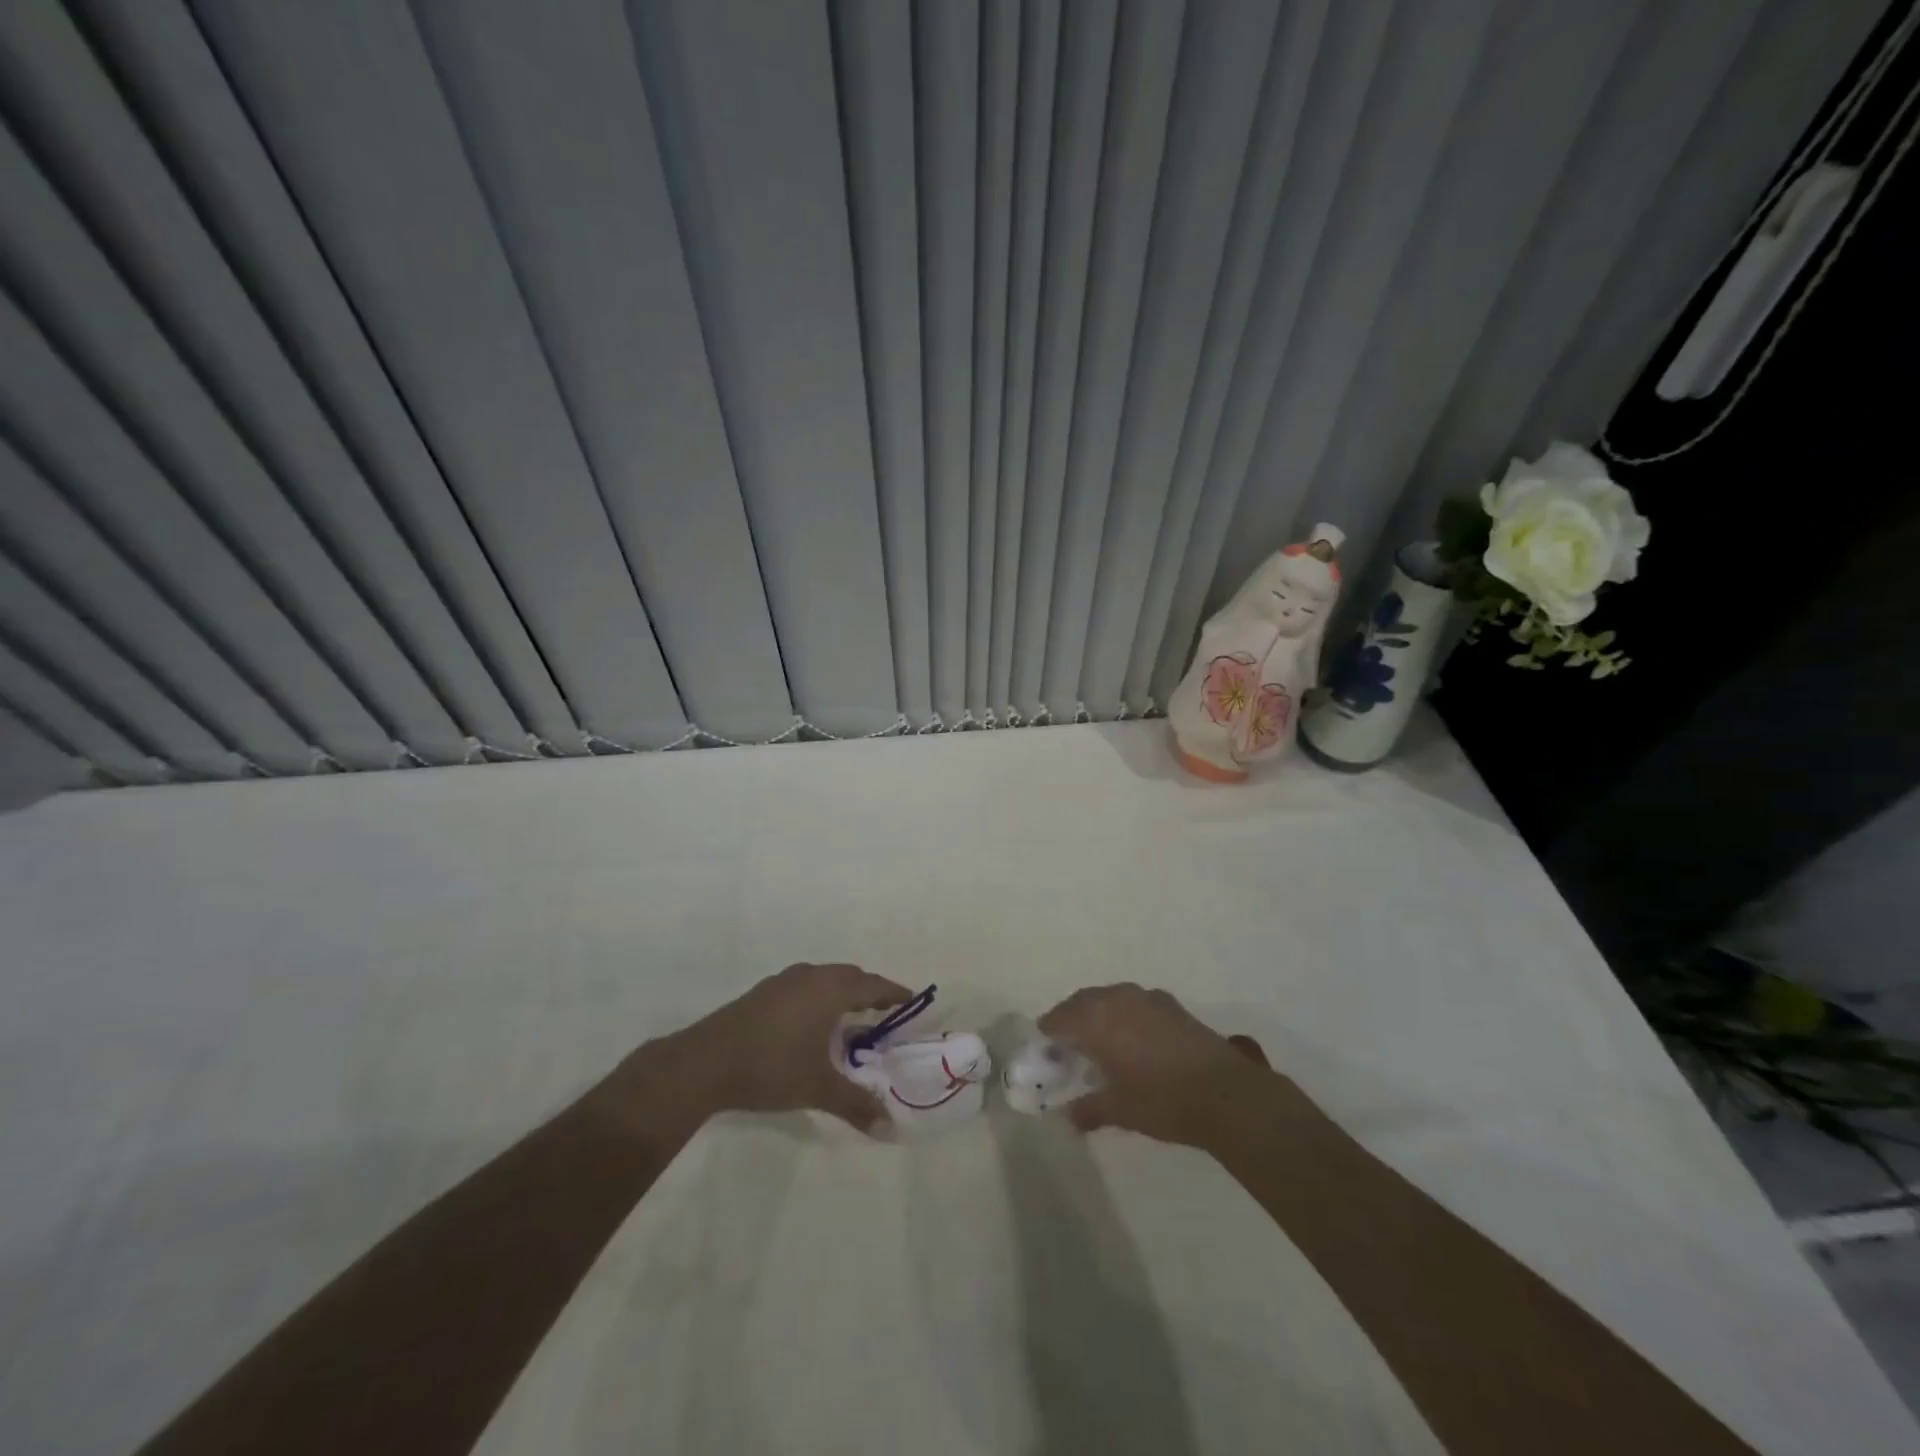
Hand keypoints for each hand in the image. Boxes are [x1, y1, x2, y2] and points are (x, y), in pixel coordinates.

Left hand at [628, 962, 910, 1133]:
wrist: (705, 1062)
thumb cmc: (771, 1067)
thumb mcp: (817, 1088)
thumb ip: (856, 1104)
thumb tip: (890, 1127)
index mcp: (830, 990)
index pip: (872, 985)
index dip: (893, 992)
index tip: (910, 999)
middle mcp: (810, 977)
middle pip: (849, 976)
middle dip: (868, 991)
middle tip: (884, 1011)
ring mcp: (783, 982)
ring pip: (823, 979)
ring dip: (841, 992)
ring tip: (850, 1017)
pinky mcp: (762, 993)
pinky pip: (804, 986)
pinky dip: (819, 997)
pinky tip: (811, 1024)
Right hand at [1038, 983, 1310, 1149]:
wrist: (1224, 1092)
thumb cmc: (1161, 1100)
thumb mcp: (1119, 1110)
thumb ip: (1089, 1109)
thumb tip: (1070, 1117)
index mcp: (1095, 1019)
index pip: (1058, 1018)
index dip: (1049, 1035)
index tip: (1047, 1052)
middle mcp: (1116, 998)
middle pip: (1082, 1002)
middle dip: (1072, 1021)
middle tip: (1069, 1047)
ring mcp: (1146, 997)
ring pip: (1110, 999)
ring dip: (1100, 1015)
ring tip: (1102, 1044)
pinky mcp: (1171, 1004)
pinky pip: (1135, 1003)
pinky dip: (1125, 1016)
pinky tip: (1135, 1042)